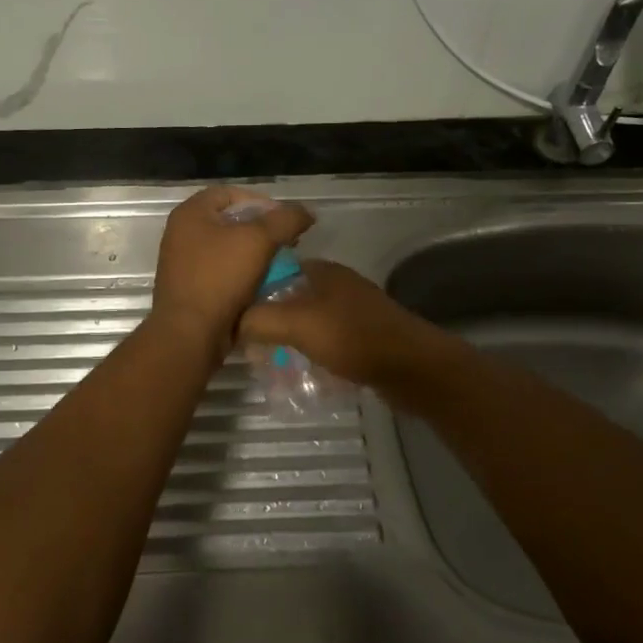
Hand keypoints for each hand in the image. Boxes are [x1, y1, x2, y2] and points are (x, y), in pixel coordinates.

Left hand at [148, 187, 314, 362]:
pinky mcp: (189, 287)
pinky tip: (262, 284)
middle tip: (286, 243)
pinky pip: (221, 271)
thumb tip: (305, 213)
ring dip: (254, 253)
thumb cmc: (220, 278)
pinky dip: (242, 274)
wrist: (190, 333)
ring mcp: (182, 262)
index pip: (231, 193)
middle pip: (229, 220)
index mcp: (190, 213)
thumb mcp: (259, 240)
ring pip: (227, 248)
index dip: (262, 202)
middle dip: (261, 229)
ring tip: (278, 264)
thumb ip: (285, 220)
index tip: (285, 221)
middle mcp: (181, 233)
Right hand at [238, 259, 449, 393]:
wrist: (412, 368)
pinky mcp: (362, 338)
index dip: (250, 289)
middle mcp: (336, 286)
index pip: (274, 270)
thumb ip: (258, 319)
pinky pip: (324, 342)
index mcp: (321, 271)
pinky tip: (297, 372)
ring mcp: (351, 313)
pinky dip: (309, 354)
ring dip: (287, 340)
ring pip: (306, 323)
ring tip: (266, 362)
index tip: (230, 313)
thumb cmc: (353, 337)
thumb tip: (230, 323)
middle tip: (245, 345)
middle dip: (267, 320)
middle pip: (289, 298)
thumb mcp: (297, 324)